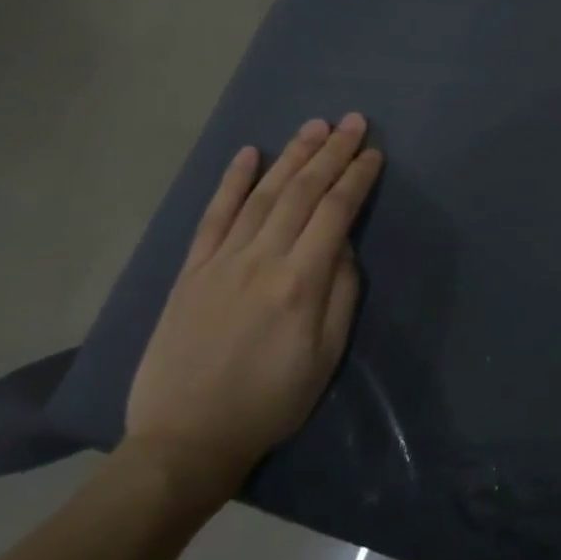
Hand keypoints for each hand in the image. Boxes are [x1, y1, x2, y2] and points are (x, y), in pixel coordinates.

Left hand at [123, 114, 383, 505]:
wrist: (187, 438)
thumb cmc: (271, 401)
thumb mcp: (326, 356)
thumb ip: (341, 293)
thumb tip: (343, 246)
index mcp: (300, 282)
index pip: (335, 213)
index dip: (357, 178)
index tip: (373, 152)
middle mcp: (261, 259)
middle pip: (301, 192)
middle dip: (330, 153)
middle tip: (352, 121)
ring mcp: (221, 261)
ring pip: (262, 194)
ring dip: (291, 156)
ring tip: (314, 126)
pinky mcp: (191, 270)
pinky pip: (213, 215)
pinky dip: (232, 181)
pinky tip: (248, 154)